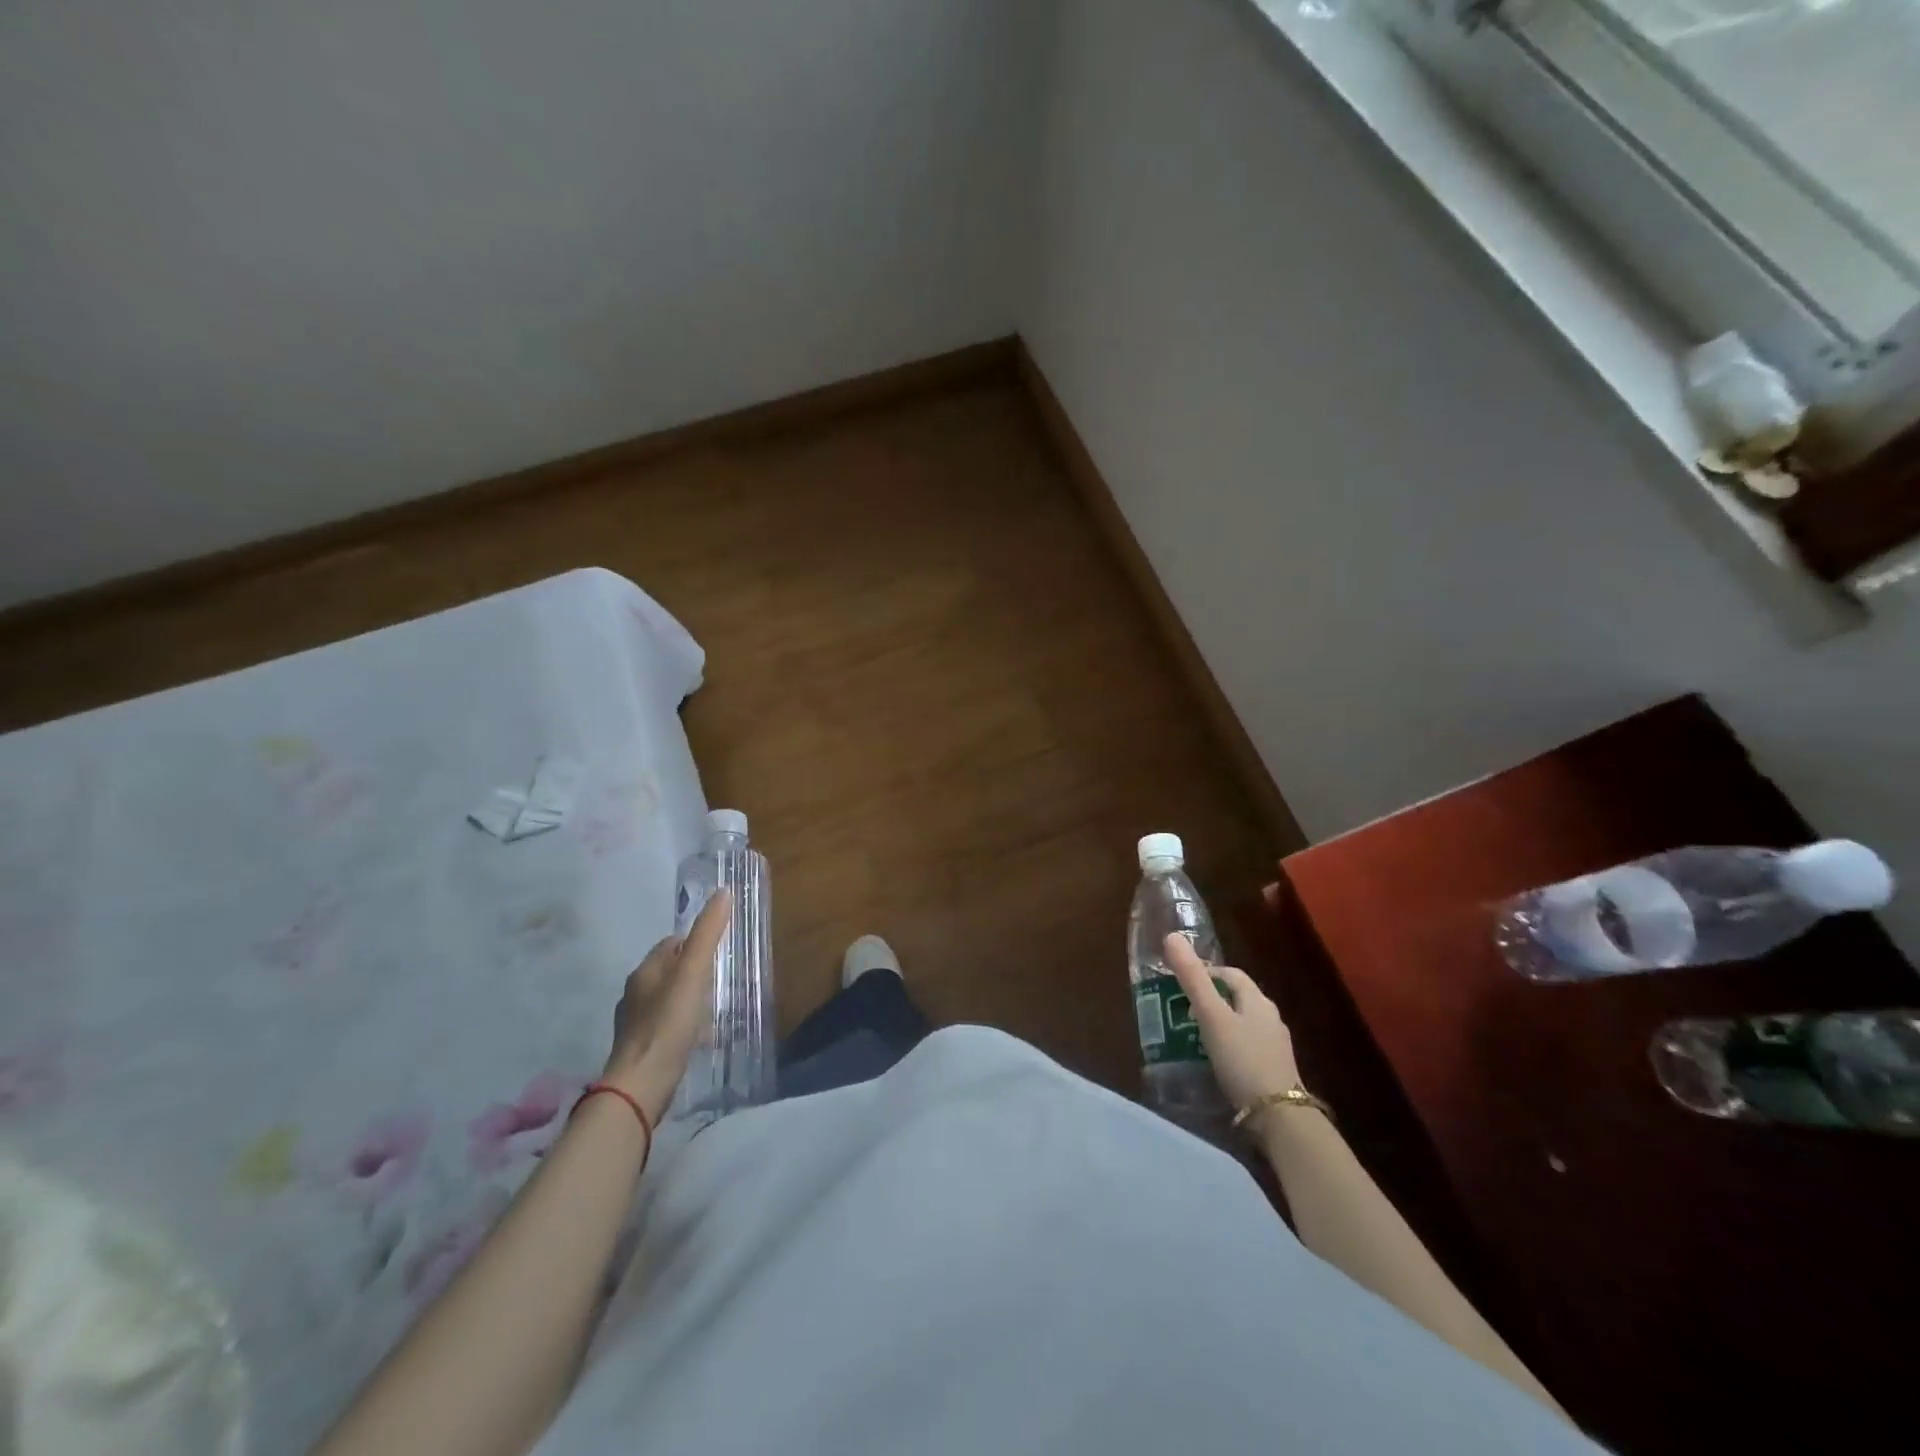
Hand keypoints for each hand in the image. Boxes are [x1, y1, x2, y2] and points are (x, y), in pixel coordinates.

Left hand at [602, 891, 730, 1121]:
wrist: (641, 1086)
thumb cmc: (668, 1024)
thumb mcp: (693, 974)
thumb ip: (707, 934)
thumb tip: (723, 892)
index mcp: (644, 971)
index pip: (669, 943)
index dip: (693, 941)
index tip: (717, 948)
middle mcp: (634, 993)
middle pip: (667, 971)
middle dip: (691, 970)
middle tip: (720, 976)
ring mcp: (634, 1023)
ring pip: (666, 999)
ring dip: (687, 998)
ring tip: (713, 1007)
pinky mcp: (641, 1049)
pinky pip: (665, 1025)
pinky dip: (682, 1024)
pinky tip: (698, 1037)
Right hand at [1165, 933, 1301, 1110]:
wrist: (1279, 1118)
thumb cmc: (1243, 1059)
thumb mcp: (1212, 1017)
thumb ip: (1192, 979)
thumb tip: (1172, 935)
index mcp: (1257, 1000)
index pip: (1230, 974)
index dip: (1205, 973)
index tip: (1179, 985)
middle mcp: (1270, 1018)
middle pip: (1236, 998)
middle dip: (1209, 1000)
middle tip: (1180, 1011)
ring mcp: (1275, 1046)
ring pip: (1241, 1023)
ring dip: (1218, 1025)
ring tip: (1191, 1037)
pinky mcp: (1274, 1070)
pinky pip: (1246, 1047)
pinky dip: (1227, 1047)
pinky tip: (1213, 1062)